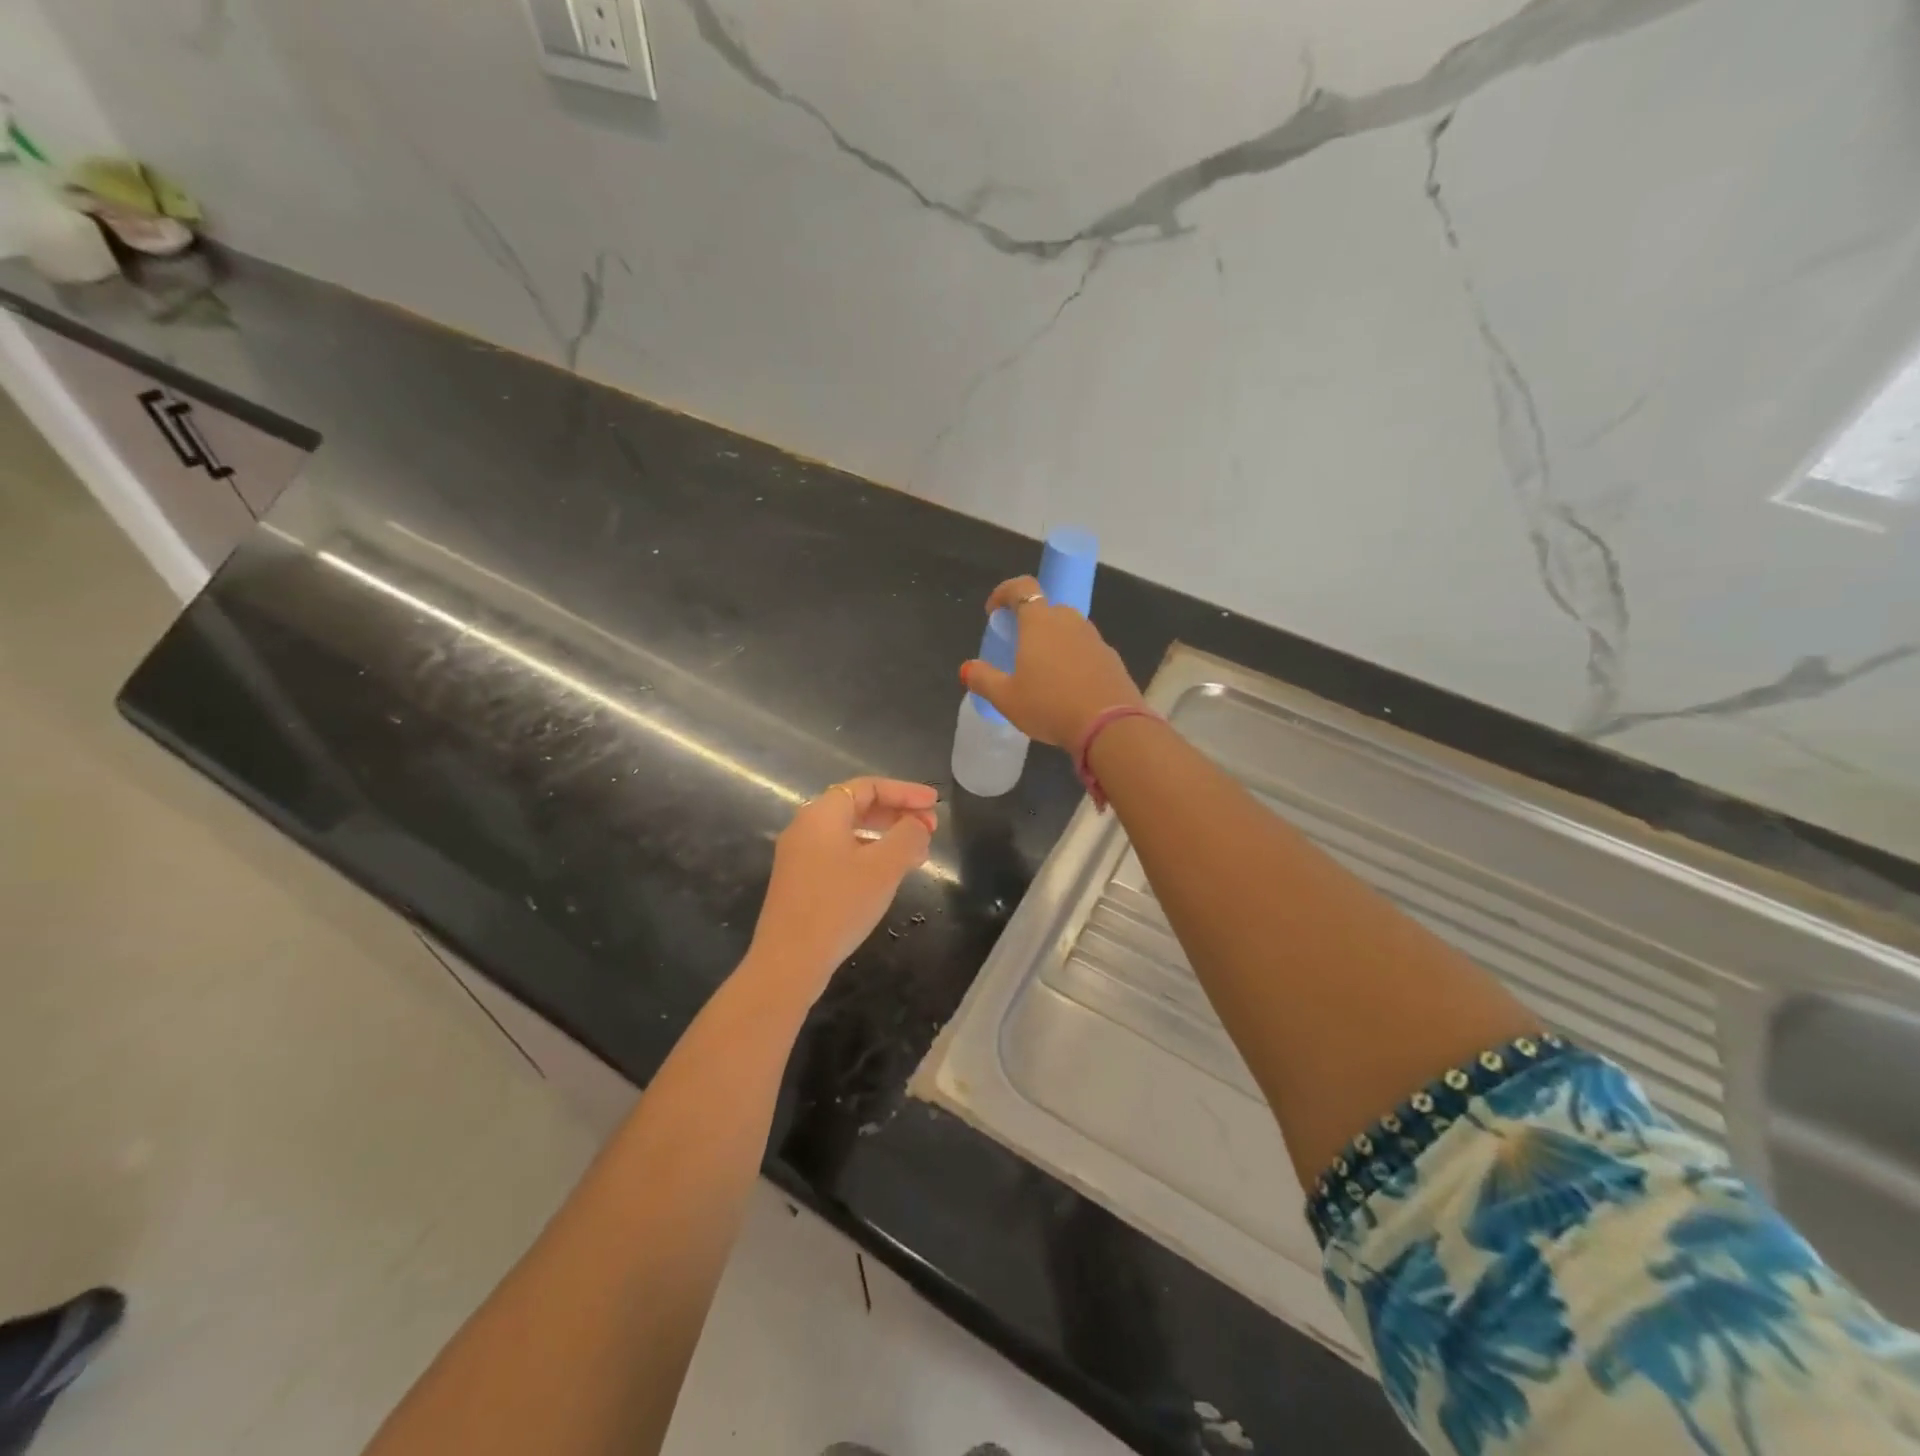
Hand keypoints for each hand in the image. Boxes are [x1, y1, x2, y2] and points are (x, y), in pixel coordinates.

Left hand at [745, 777, 937, 1002]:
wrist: (789, 961)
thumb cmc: (839, 905)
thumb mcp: (884, 867)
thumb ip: (907, 836)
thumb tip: (918, 824)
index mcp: (822, 814)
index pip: (869, 787)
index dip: (905, 792)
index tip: (935, 805)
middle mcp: (806, 827)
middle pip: (858, 806)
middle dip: (898, 814)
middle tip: (930, 829)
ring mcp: (799, 856)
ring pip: (851, 833)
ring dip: (887, 837)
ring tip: (918, 854)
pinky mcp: (800, 882)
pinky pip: (841, 854)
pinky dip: (869, 856)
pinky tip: (889, 876)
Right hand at [959, 576, 1144, 747]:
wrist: (1109, 726)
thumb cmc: (1050, 705)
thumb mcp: (1006, 698)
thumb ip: (983, 679)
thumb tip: (967, 668)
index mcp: (1039, 622)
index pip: (1022, 587)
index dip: (1004, 593)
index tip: (993, 611)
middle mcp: (1069, 621)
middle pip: (1047, 609)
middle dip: (1030, 622)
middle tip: (1018, 648)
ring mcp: (1094, 639)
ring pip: (1069, 630)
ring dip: (1053, 641)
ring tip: (1043, 672)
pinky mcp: (1112, 659)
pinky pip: (1086, 650)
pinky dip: (1073, 659)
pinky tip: (1068, 687)